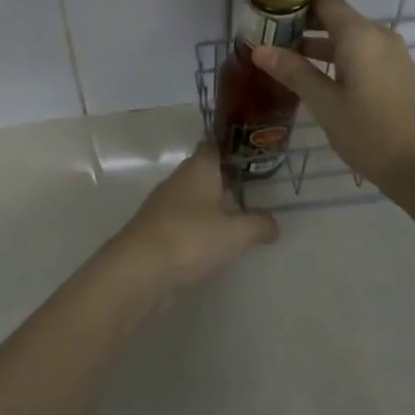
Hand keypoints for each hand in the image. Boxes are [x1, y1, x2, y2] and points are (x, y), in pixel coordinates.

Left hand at [108, 144, 277, 291]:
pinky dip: (197, 227)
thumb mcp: (236, 233)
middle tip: (251, 190)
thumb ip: (258, 224)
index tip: (250, 155)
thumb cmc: (192, 238)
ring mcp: (163, 205)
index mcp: (198, 168)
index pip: (213, 146)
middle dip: (224, 180)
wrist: (140, 269)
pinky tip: (211, 243)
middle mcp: (178, 180)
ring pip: (192, 198)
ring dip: (210, 206)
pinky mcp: (155, 230)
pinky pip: (182, 221)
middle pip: (203, 172)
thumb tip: (274, 224)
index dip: (231, 148)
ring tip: (236, 218)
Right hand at [250, 0, 414, 188]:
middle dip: (302, 25)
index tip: (268, 17)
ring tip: (287, 62)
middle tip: (270, 41)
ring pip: (349, 36)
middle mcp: (378, 34)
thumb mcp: (324, 103)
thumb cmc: (369, 132)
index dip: (294, 3)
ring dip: (319, 44)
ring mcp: (391, 53)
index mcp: (359, 34)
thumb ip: (293, 71)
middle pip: (335, 16)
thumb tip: (259, 49)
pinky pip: (362, 52)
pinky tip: (319, 79)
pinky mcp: (397, 71)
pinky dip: (338, 57)